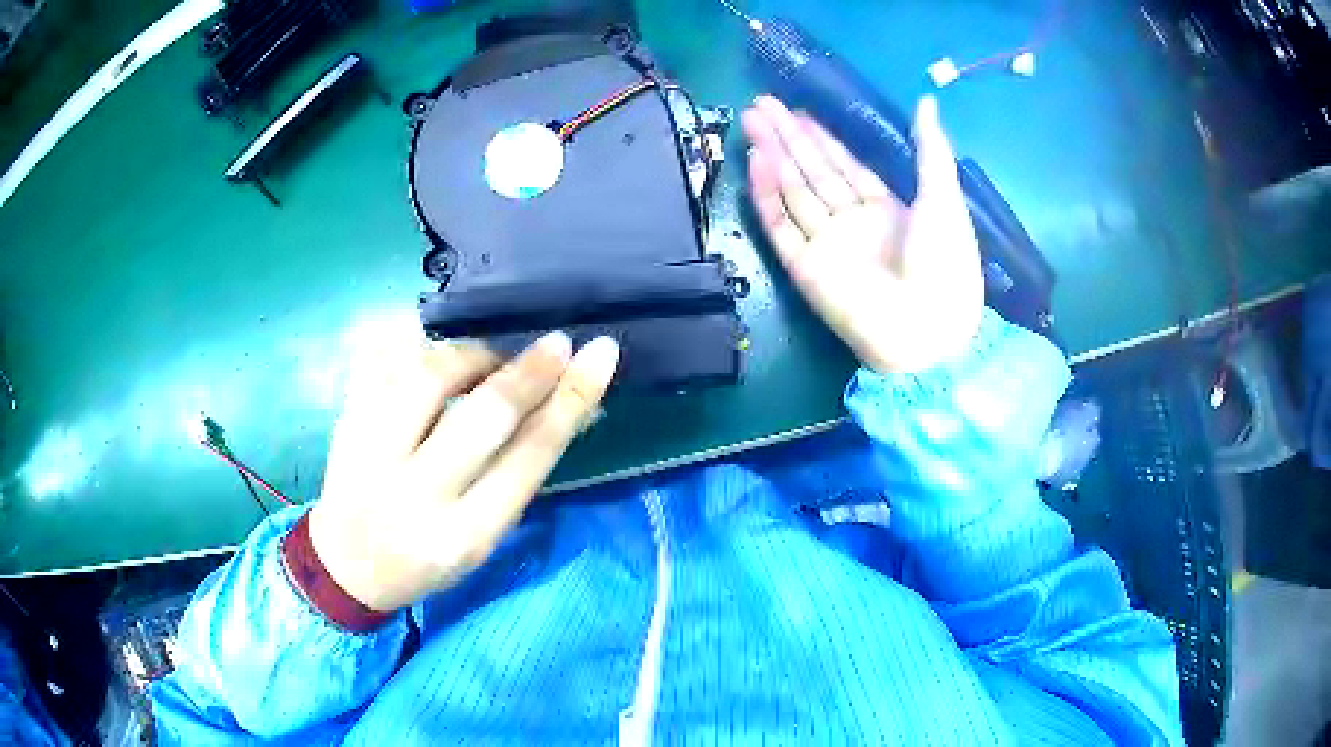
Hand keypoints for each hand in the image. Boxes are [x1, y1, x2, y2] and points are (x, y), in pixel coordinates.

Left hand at [309, 331, 618, 612]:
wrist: (347, 567)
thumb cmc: (428, 559)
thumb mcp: (482, 536)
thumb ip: (521, 474)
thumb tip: (573, 407)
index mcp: (464, 534)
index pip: (529, 457)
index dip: (569, 400)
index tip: (598, 357)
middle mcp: (416, 494)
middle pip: (483, 415)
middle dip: (529, 371)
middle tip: (557, 343)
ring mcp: (372, 454)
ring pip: (429, 377)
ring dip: (471, 355)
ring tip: (487, 358)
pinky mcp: (345, 423)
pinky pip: (383, 362)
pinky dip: (416, 343)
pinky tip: (435, 342)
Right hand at [742, 96, 983, 373]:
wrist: (929, 334)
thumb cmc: (945, 265)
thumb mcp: (944, 199)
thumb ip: (930, 149)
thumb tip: (927, 100)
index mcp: (886, 210)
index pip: (845, 167)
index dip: (822, 139)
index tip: (797, 112)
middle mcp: (853, 223)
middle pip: (813, 173)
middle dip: (787, 138)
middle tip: (760, 105)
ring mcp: (826, 245)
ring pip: (793, 191)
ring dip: (772, 156)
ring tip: (750, 121)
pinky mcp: (805, 268)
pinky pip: (781, 225)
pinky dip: (766, 194)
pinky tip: (756, 161)